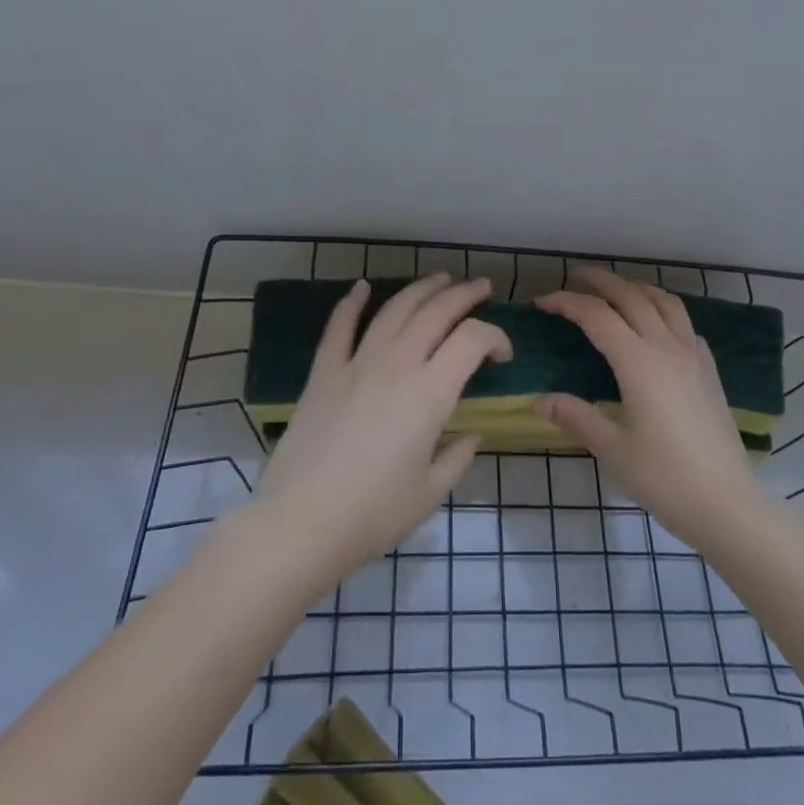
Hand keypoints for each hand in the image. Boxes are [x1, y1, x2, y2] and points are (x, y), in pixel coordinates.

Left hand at [253, 273, 510, 593]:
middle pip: (436, 312)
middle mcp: (397, 365)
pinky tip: (362, 287)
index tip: (503, 355)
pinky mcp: (323, 373)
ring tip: (440, 280)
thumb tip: (470, 436)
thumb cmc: (373, 515)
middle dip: (465, 295)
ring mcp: (356, 364)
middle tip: (482, 289)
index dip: (495, 337)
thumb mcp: (430, 493)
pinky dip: (352, 302)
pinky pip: (339, 327)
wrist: (300, 524)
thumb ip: (457, 457)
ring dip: (421, 289)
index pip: (472, 339)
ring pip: (394, 310)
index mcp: (430, 393)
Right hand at [535, 268, 763, 549]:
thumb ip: (575, 417)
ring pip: (664, 302)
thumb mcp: (612, 449)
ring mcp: (693, 356)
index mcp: (639, 362)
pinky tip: (655, 327)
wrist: (727, 502)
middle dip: (601, 281)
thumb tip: (538, 400)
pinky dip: (663, 311)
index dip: (567, 303)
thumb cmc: (665, 478)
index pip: (597, 317)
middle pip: (631, 296)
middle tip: (575, 278)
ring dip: (636, 288)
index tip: (543, 302)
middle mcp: (667, 347)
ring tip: (615, 291)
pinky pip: (684, 324)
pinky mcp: (709, 370)